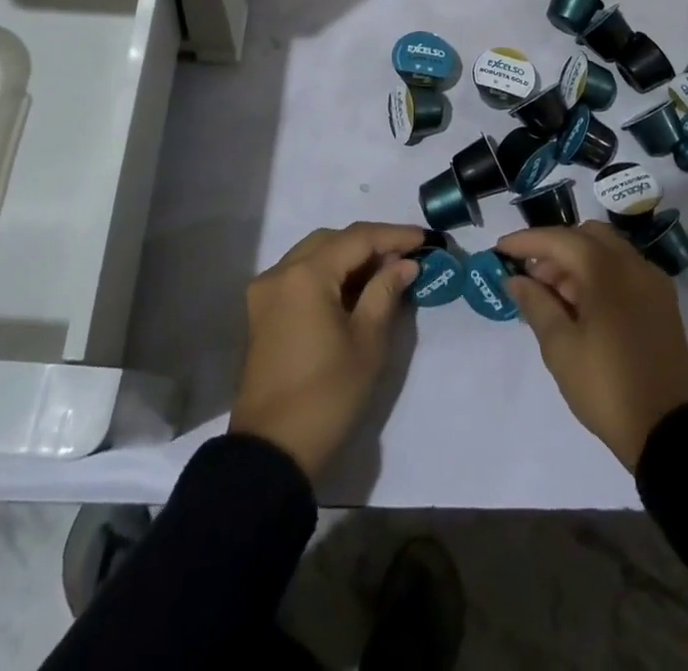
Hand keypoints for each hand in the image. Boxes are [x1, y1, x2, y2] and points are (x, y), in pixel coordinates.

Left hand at [229, 222, 423, 479]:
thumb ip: (385, 292)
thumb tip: (405, 263)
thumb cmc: (327, 396)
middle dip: (370, 243)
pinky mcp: (262, 310)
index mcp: (306, 275)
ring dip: (349, 257)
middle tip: (406, 256)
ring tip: (385, 271)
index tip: (424, 239)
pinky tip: (355, 289)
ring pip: (314, 254)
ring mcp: (266, 291)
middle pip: (332, 240)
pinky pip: (300, 274)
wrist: (272, 451)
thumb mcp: (367, 342)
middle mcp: (281, 272)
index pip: (356, 238)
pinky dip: (328, 273)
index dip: (393, 235)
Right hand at [497, 221, 687, 468]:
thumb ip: (535, 304)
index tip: (499, 250)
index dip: (526, 241)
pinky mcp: (663, 303)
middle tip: (531, 278)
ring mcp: (652, 282)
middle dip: (555, 249)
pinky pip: (625, 271)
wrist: (670, 432)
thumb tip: (516, 279)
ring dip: (577, 262)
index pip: (558, 239)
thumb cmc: (607, 386)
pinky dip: (600, 275)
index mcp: (606, 269)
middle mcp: (633, 264)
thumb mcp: (560, 348)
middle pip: (586, 236)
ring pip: (608, 251)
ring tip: (553, 297)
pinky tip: (583, 306)